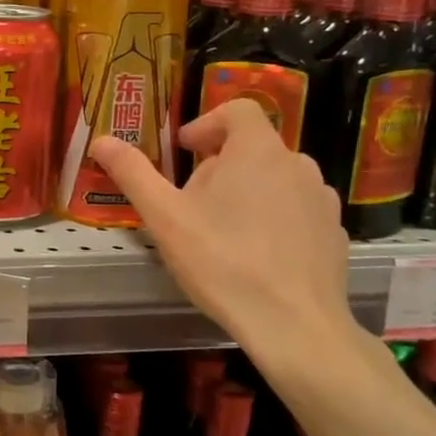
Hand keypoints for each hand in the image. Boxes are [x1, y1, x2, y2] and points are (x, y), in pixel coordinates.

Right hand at [90, 99, 367, 376]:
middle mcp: (297, 164)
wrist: (294, 325)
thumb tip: (101, 140)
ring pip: (277, 178)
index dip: (207, 122)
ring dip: (248, 190)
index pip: (237, 110)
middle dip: (220, 164)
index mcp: (257, 150)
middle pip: (253, 147)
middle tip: (192, 201)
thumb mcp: (165, 217)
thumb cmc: (222, 262)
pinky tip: (256, 253)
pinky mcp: (334, 232)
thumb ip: (133, 173)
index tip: (184, 149)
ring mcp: (321, 200)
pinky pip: (297, 210)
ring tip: (223, 228)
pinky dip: (275, 218)